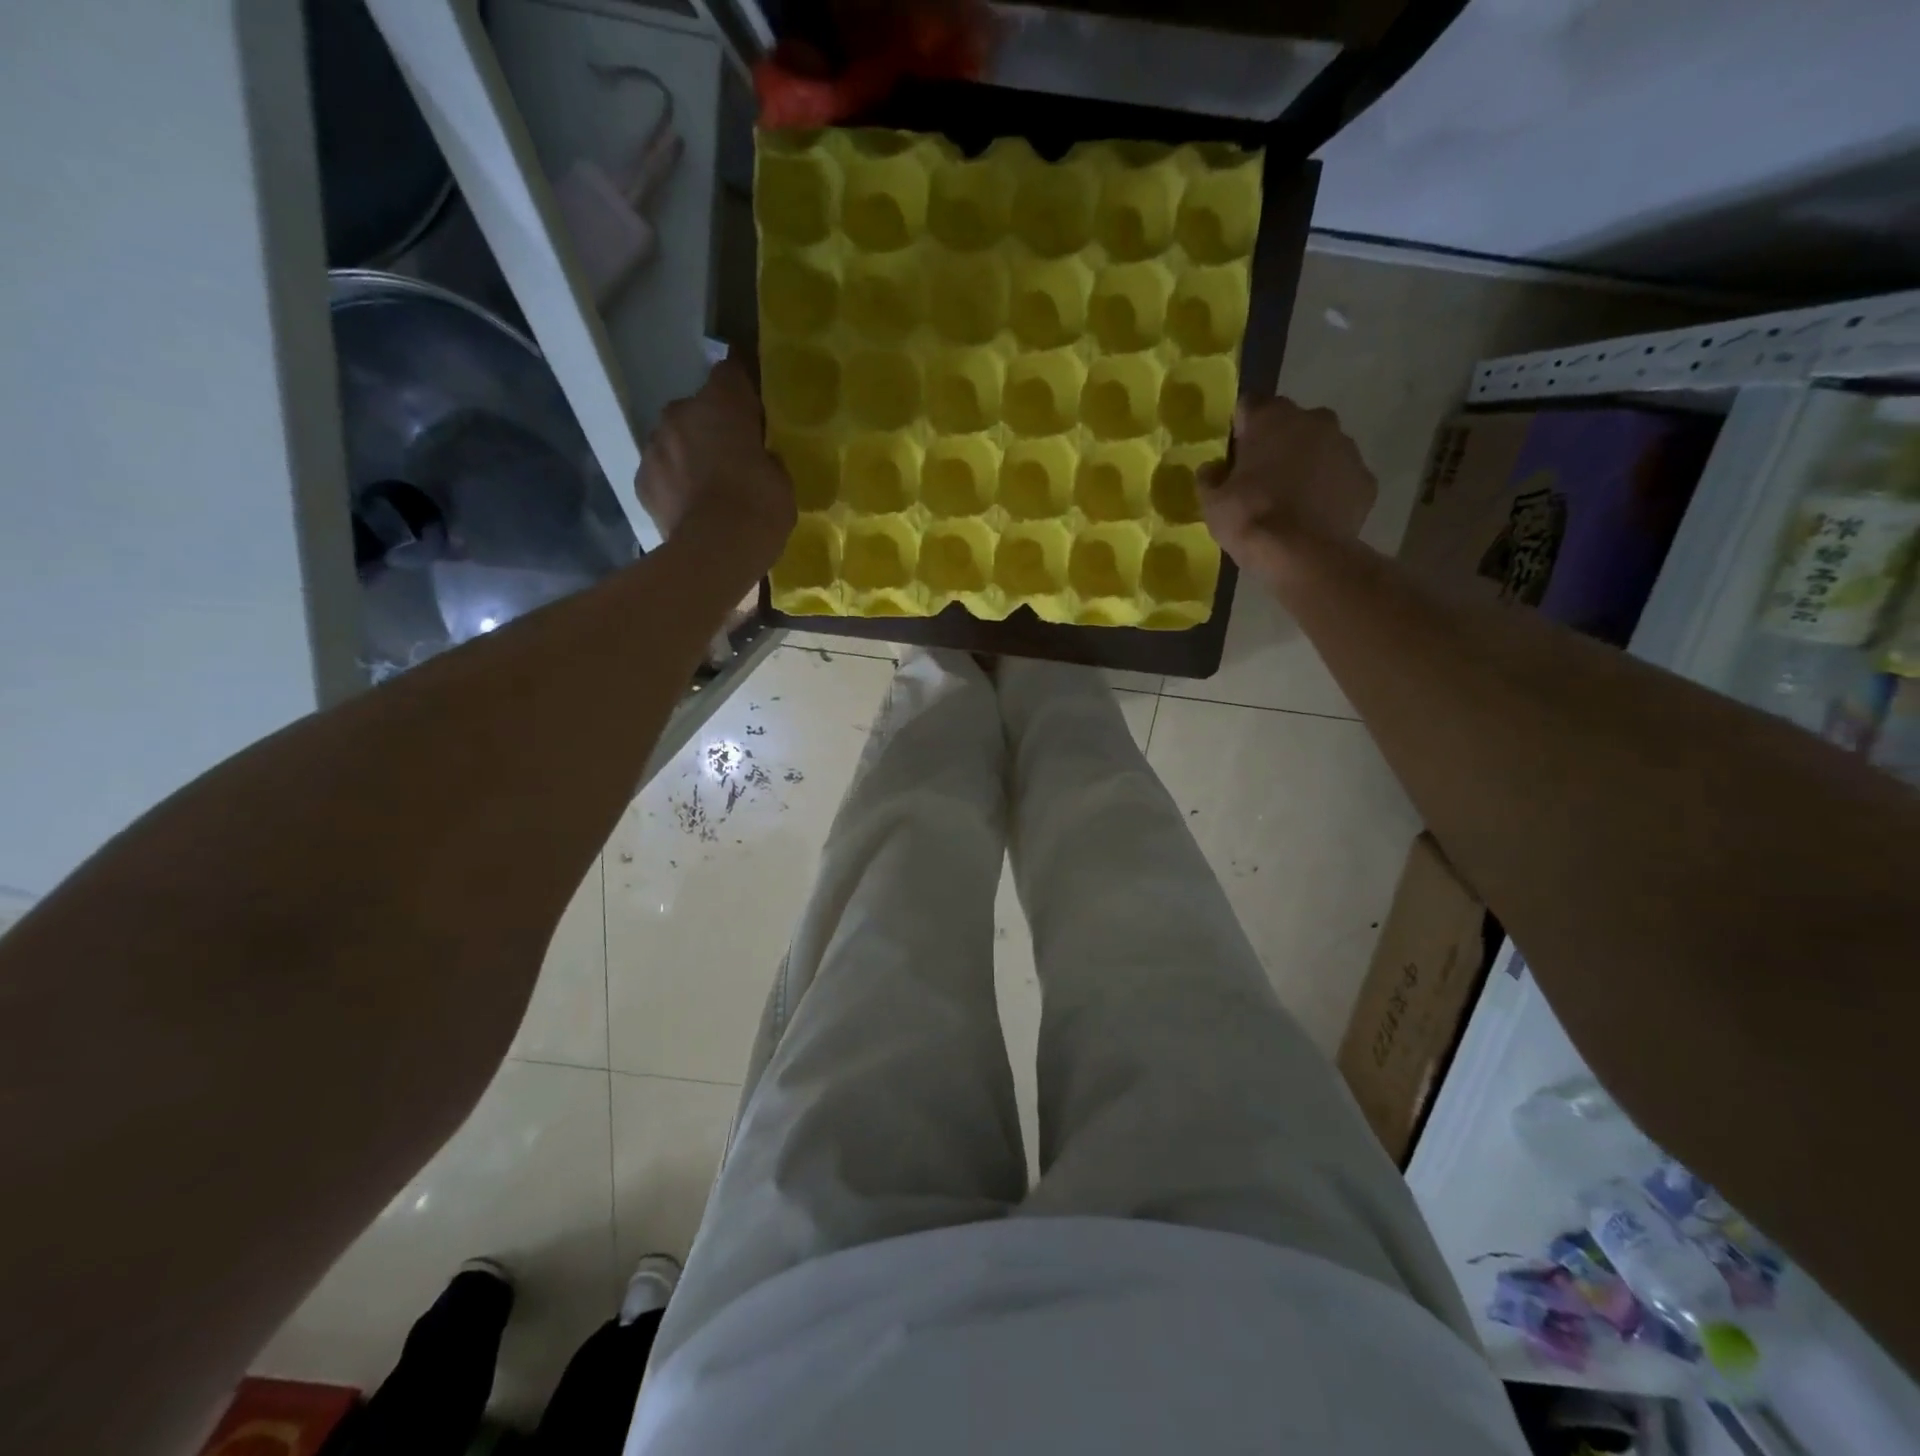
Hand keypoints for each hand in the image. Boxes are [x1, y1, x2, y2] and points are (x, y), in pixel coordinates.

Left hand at [637, 358, 796, 575]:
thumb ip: (766, 457)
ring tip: (710, 489)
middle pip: (698, 409)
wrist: (715, 552)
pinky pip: (662, 473)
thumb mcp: (781, 479)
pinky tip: (691, 508)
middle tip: (735, 459)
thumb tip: (757, 459)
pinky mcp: (641, 480)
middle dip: (714, 428)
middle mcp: (680, 412)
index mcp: (721, 403)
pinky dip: (674, 484)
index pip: (732, 372)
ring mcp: (654, 445)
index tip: (756, 412)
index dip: (745, 391)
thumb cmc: (758, 508)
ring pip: (675, 440)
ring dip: (690, 455)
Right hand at [1200, 396, 1376, 589]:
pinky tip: (1314, 517)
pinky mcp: (1365, 479)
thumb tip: (1213, 468)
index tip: (1233, 457)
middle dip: (1277, 445)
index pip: (1249, 406)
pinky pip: (1340, 478)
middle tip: (1262, 480)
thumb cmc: (1250, 519)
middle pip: (1290, 424)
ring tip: (1291, 502)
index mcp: (1272, 418)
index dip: (1240, 430)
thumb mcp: (1212, 502)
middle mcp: (1314, 420)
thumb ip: (1210, 478)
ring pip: (1320, 448)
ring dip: (1306, 465)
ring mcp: (1346, 448)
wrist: (1304, 555)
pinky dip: (1328, 491)